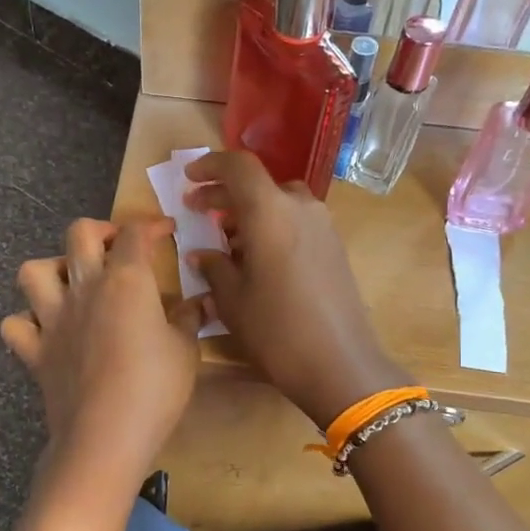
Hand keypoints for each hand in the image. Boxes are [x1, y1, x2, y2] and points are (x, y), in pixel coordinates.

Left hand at [1, 218, 203, 482]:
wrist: (105, 436)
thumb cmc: (155, 389)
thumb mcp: (186, 351)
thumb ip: (188, 320)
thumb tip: (198, 303)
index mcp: (126, 281)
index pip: (135, 234)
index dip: (152, 225)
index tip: (166, 232)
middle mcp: (84, 289)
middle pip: (79, 234)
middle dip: (100, 230)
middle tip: (117, 248)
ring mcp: (52, 319)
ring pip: (33, 271)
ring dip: (52, 269)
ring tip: (72, 283)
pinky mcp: (35, 352)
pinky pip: (16, 325)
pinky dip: (27, 321)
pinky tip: (46, 329)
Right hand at [184, 152, 409, 430]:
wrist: (340, 365)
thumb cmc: (276, 331)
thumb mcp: (232, 301)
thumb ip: (214, 267)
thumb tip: (202, 253)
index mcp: (270, 211)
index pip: (238, 166)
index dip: (209, 165)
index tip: (189, 177)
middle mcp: (300, 207)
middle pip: (259, 184)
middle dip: (225, 194)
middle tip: (198, 210)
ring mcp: (323, 226)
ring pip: (279, 203)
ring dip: (250, 213)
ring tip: (226, 242)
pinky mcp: (335, 247)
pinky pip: (296, 222)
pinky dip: (272, 227)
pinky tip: (257, 258)